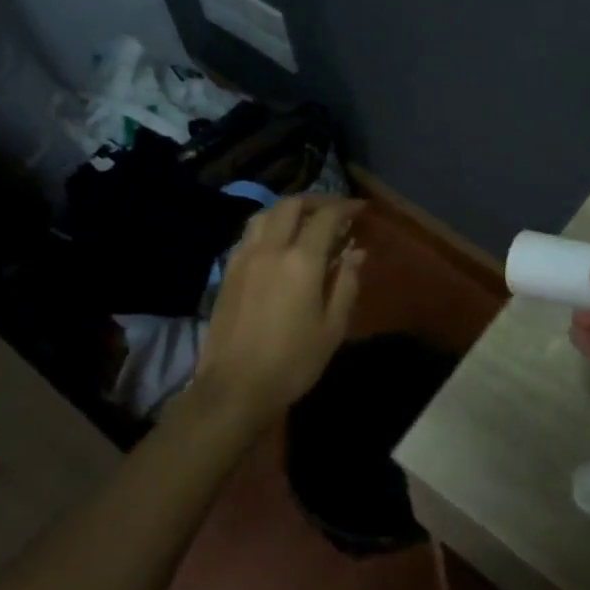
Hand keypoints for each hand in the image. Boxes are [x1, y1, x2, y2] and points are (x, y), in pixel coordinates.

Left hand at [193, 196, 364, 423]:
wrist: (234, 388)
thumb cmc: (292, 362)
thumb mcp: (332, 327)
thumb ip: (346, 283)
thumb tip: (357, 252)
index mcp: (301, 261)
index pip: (326, 217)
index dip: (346, 207)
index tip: (361, 209)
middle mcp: (270, 249)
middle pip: (292, 205)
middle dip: (317, 201)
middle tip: (335, 211)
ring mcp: (244, 258)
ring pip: (265, 214)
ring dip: (289, 210)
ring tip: (305, 222)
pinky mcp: (228, 271)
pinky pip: (249, 234)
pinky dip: (268, 226)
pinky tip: (277, 244)